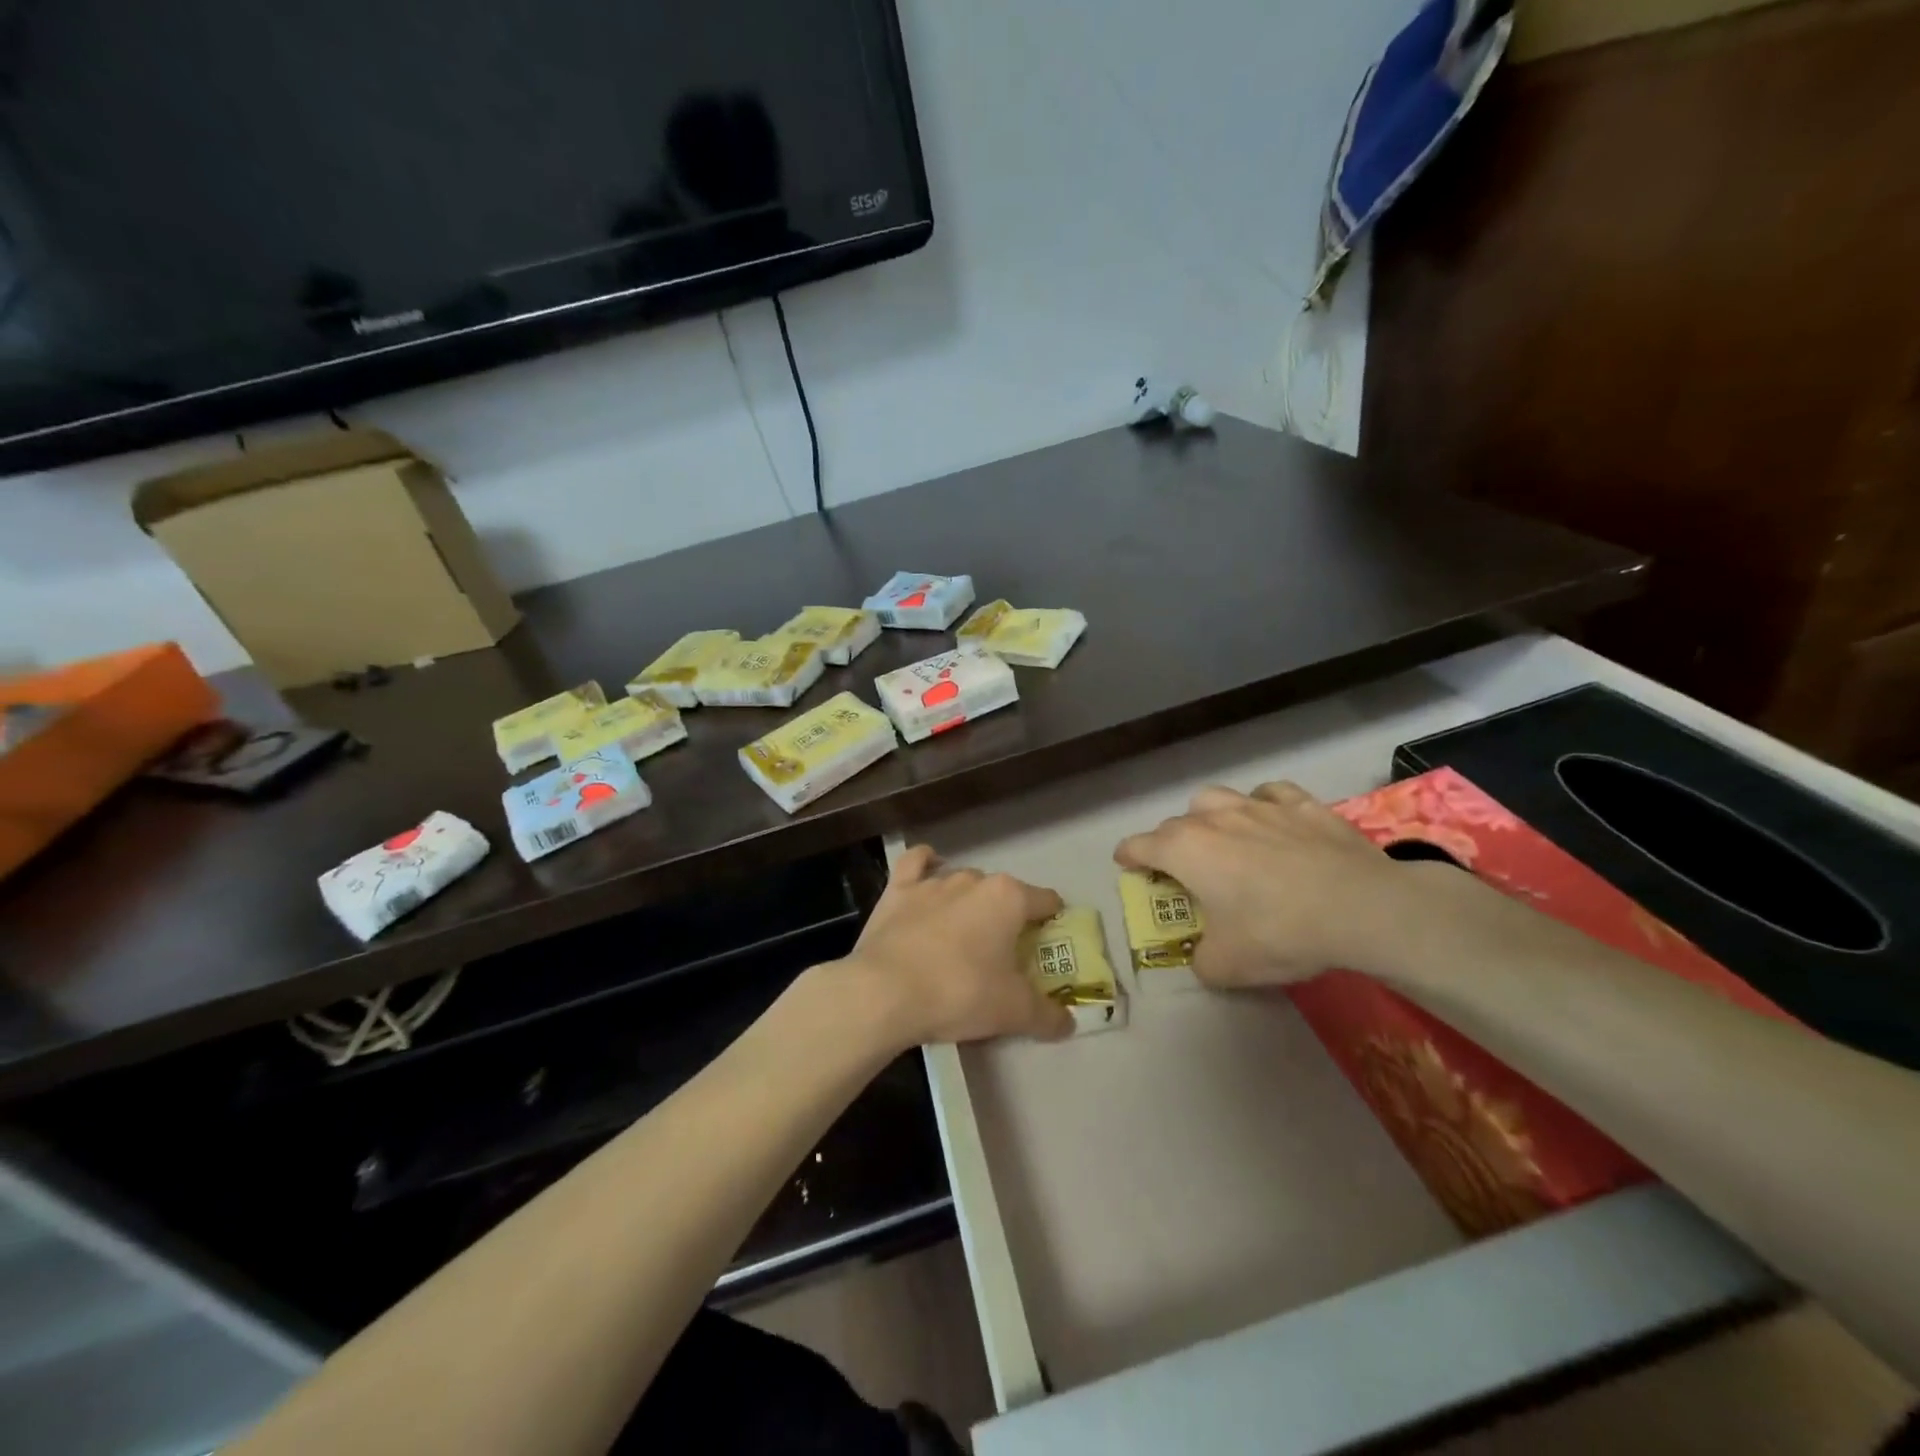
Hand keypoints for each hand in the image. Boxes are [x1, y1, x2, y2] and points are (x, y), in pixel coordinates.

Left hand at [838, 846, 1073, 1048]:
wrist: (884, 992)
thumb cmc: (959, 993)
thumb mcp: (1013, 1012)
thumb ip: (1047, 1014)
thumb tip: (1069, 1022)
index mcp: (1008, 898)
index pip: (1047, 901)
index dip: (1053, 922)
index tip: (1049, 946)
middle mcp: (973, 879)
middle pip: (1003, 893)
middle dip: (1007, 917)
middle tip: (1004, 954)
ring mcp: (932, 882)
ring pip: (963, 881)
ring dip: (970, 902)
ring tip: (966, 934)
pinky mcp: (897, 890)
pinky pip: (916, 864)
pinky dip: (926, 866)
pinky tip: (929, 873)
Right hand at [1115, 782, 1413, 988]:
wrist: (1360, 908)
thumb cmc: (1279, 932)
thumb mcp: (1226, 966)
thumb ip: (1201, 961)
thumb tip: (1203, 957)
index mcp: (1185, 850)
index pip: (1139, 846)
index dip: (1128, 856)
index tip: (1125, 863)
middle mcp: (1213, 818)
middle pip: (1175, 823)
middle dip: (1170, 844)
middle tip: (1182, 870)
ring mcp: (1258, 805)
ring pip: (1215, 798)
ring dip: (1208, 816)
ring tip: (1220, 836)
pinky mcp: (1302, 804)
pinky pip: (1268, 793)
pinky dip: (1261, 804)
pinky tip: (1271, 820)